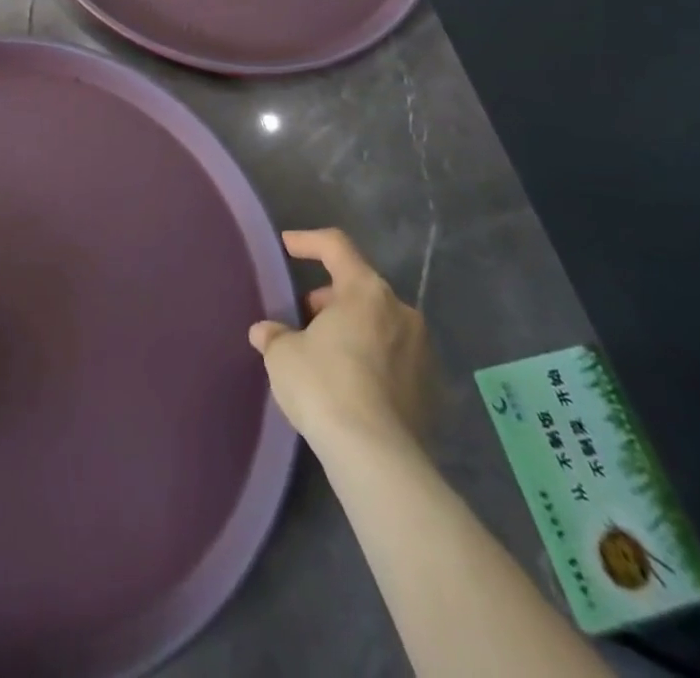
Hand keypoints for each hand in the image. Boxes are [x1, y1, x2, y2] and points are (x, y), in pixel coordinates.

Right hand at [248, 228, 437, 462]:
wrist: (377, 458)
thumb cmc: (324, 385)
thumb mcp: (283, 355)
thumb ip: (275, 335)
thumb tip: (267, 332)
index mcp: (365, 291)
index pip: (335, 246)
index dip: (308, 241)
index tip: (287, 246)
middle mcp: (401, 312)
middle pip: (360, 288)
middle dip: (329, 298)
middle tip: (303, 317)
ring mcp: (423, 352)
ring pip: (379, 324)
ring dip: (351, 329)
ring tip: (323, 353)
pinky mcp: (432, 391)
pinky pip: (394, 359)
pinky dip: (371, 360)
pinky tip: (348, 385)